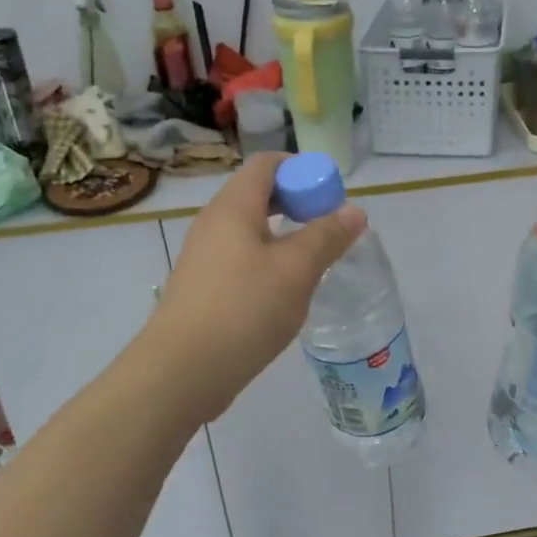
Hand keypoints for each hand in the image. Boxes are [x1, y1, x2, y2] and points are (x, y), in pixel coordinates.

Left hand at [147, 151, 366, 419]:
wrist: (182, 371)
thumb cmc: (243, 310)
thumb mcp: (296, 270)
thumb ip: (326, 236)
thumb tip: (354, 211)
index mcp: (233, 207)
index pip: (266, 164)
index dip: (302, 169)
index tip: (330, 195)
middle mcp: (214, 223)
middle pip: (258, 194)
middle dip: (297, 202)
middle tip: (329, 227)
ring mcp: (204, 256)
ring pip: (250, 229)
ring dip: (284, 235)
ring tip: (314, 260)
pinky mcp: (203, 287)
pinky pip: (241, 257)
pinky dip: (267, 260)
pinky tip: (285, 291)